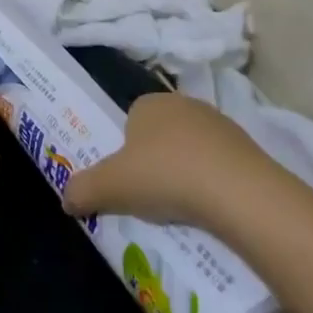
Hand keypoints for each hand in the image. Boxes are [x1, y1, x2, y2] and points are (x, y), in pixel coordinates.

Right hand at [61, 91, 262, 228]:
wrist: (239, 192)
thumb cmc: (165, 176)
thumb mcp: (111, 187)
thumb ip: (82, 190)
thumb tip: (65, 199)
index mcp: (148, 103)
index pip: (129, 120)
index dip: (125, 150)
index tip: (127, 180)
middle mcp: (183, 104)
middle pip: (160, 134)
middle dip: (155, 161)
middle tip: (151, 197)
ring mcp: (219, 124)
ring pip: (191, 149)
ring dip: (185, 173)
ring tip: (182, 209)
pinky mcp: (248, 148)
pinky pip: (219, 165)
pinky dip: (213, 184)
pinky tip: (211, 209)